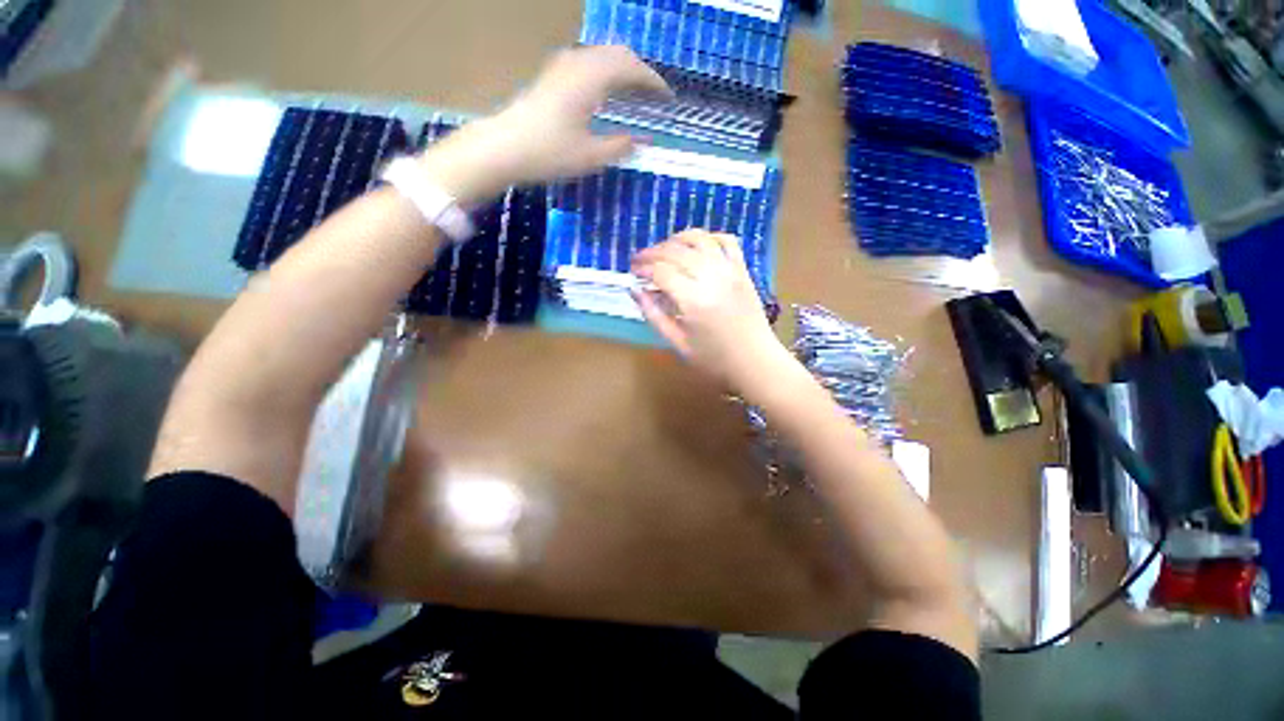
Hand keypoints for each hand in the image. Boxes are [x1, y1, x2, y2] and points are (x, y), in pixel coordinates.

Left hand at [419, 46, 670, 203]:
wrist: (503, 147)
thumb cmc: (549, 153)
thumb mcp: (591, 156)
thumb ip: (620, 146)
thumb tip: (642, 141)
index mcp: (592, 77)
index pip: (632, 68)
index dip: (653, 82)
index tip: (668, 99)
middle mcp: (578, 62)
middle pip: (618, 54)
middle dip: (640, 72)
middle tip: (654, 95)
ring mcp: (561, 65)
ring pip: (601, 56)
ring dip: (622, 70)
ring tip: (634, 94)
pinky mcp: (551, 75)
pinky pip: (588, 63)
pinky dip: (605, 73)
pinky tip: (605, 93)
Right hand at [631, 230, 787, 387]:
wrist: (756, 362)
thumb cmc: (714, 360)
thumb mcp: (678, 343)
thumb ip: (654, 315)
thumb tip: (634, 290)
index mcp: (693, 300)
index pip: (661, 271)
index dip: (643, 268)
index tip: (633, 272)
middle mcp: (711, 278)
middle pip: (676, 251)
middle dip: (652, 252)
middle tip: (640, 261)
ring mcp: (730, 271)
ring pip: (699, 239)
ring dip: (676, 240)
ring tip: (664, 250)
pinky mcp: (743, 270)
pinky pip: (726, 241)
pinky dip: (709, 237)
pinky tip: (697, 246)